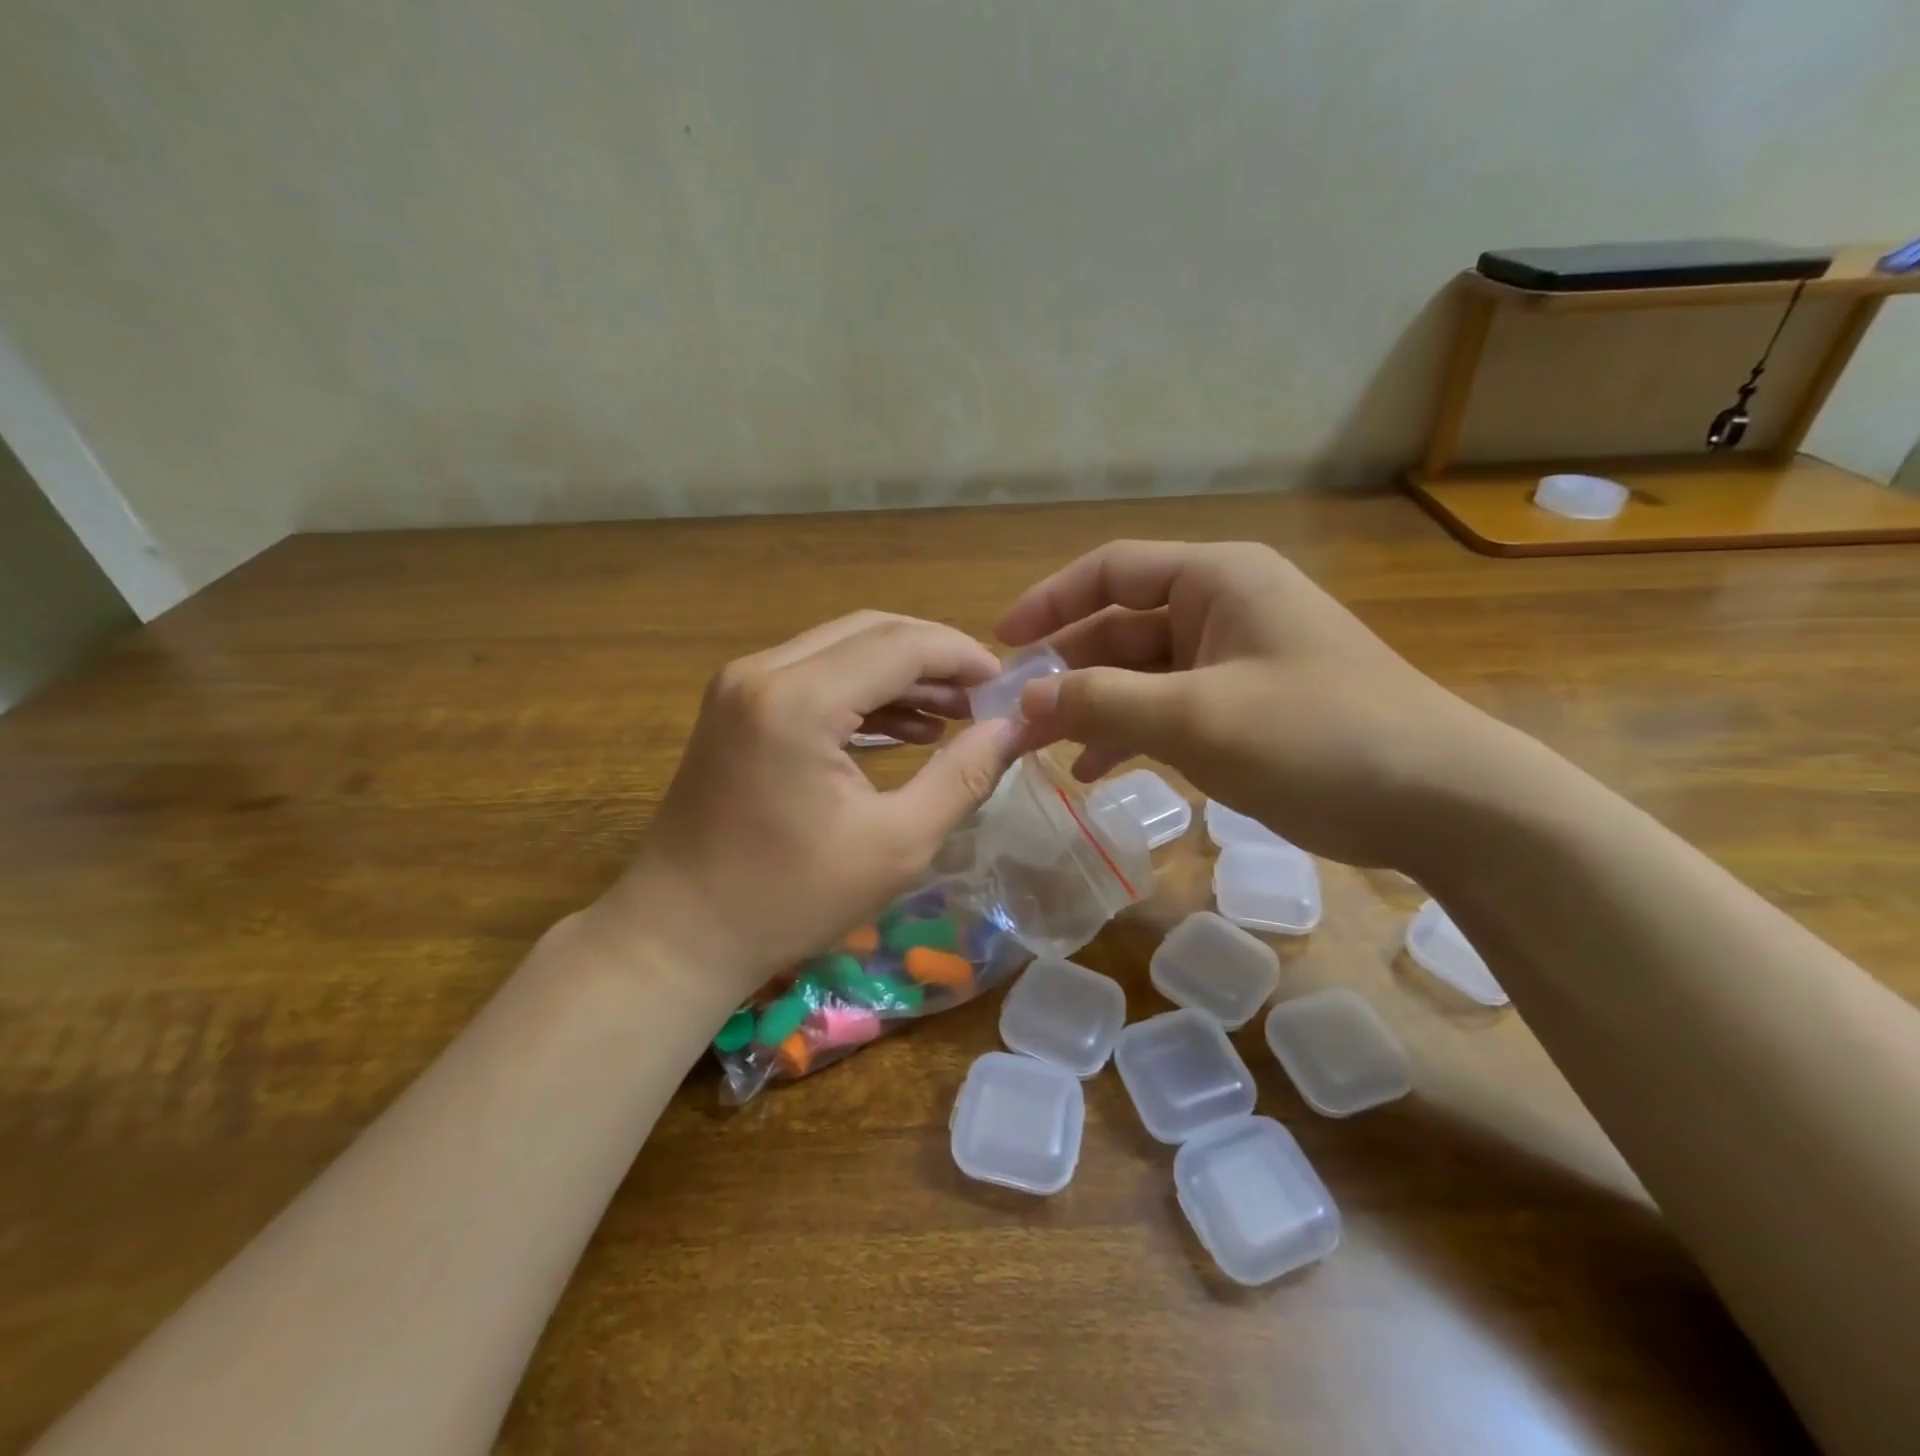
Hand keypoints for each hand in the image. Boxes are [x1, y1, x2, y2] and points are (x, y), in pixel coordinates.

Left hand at [587, 612, 1023, 993]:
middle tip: (986, 697)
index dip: (962, 656)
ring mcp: (742, 685)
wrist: (680, 933)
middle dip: (935, 658)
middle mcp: (764, 672)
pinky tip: (908, 729)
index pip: (901, 645)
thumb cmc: (789, 899)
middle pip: (871, 632)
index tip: (1008, 686)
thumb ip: (963, 777)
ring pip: (842, 649)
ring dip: (902, 675)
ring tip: (957, 714)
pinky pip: (815, 677)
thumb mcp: (896, 845)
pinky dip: (864, 694)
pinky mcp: (737, 706)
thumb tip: (1014, 730)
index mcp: (799, 700)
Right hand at [996, 540, 1511, 869]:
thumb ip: (1102, 702)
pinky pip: (1169, 708)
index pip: (1111, 569)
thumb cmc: (1316, 736)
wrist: (1439, 800)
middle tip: (1014, 716)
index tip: (1002, 643)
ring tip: (1045, 750)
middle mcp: (1222, 608)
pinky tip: (1099, 769)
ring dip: (1093, 707)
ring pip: (1140, 674)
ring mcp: (1235, 660)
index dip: (1050, 602)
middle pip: (1120, 627)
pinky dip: (1132, 733)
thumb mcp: (1196, 717)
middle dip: (1066, 671)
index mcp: (1216, 579)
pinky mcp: (1246, 707)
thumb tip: (1025, 697)